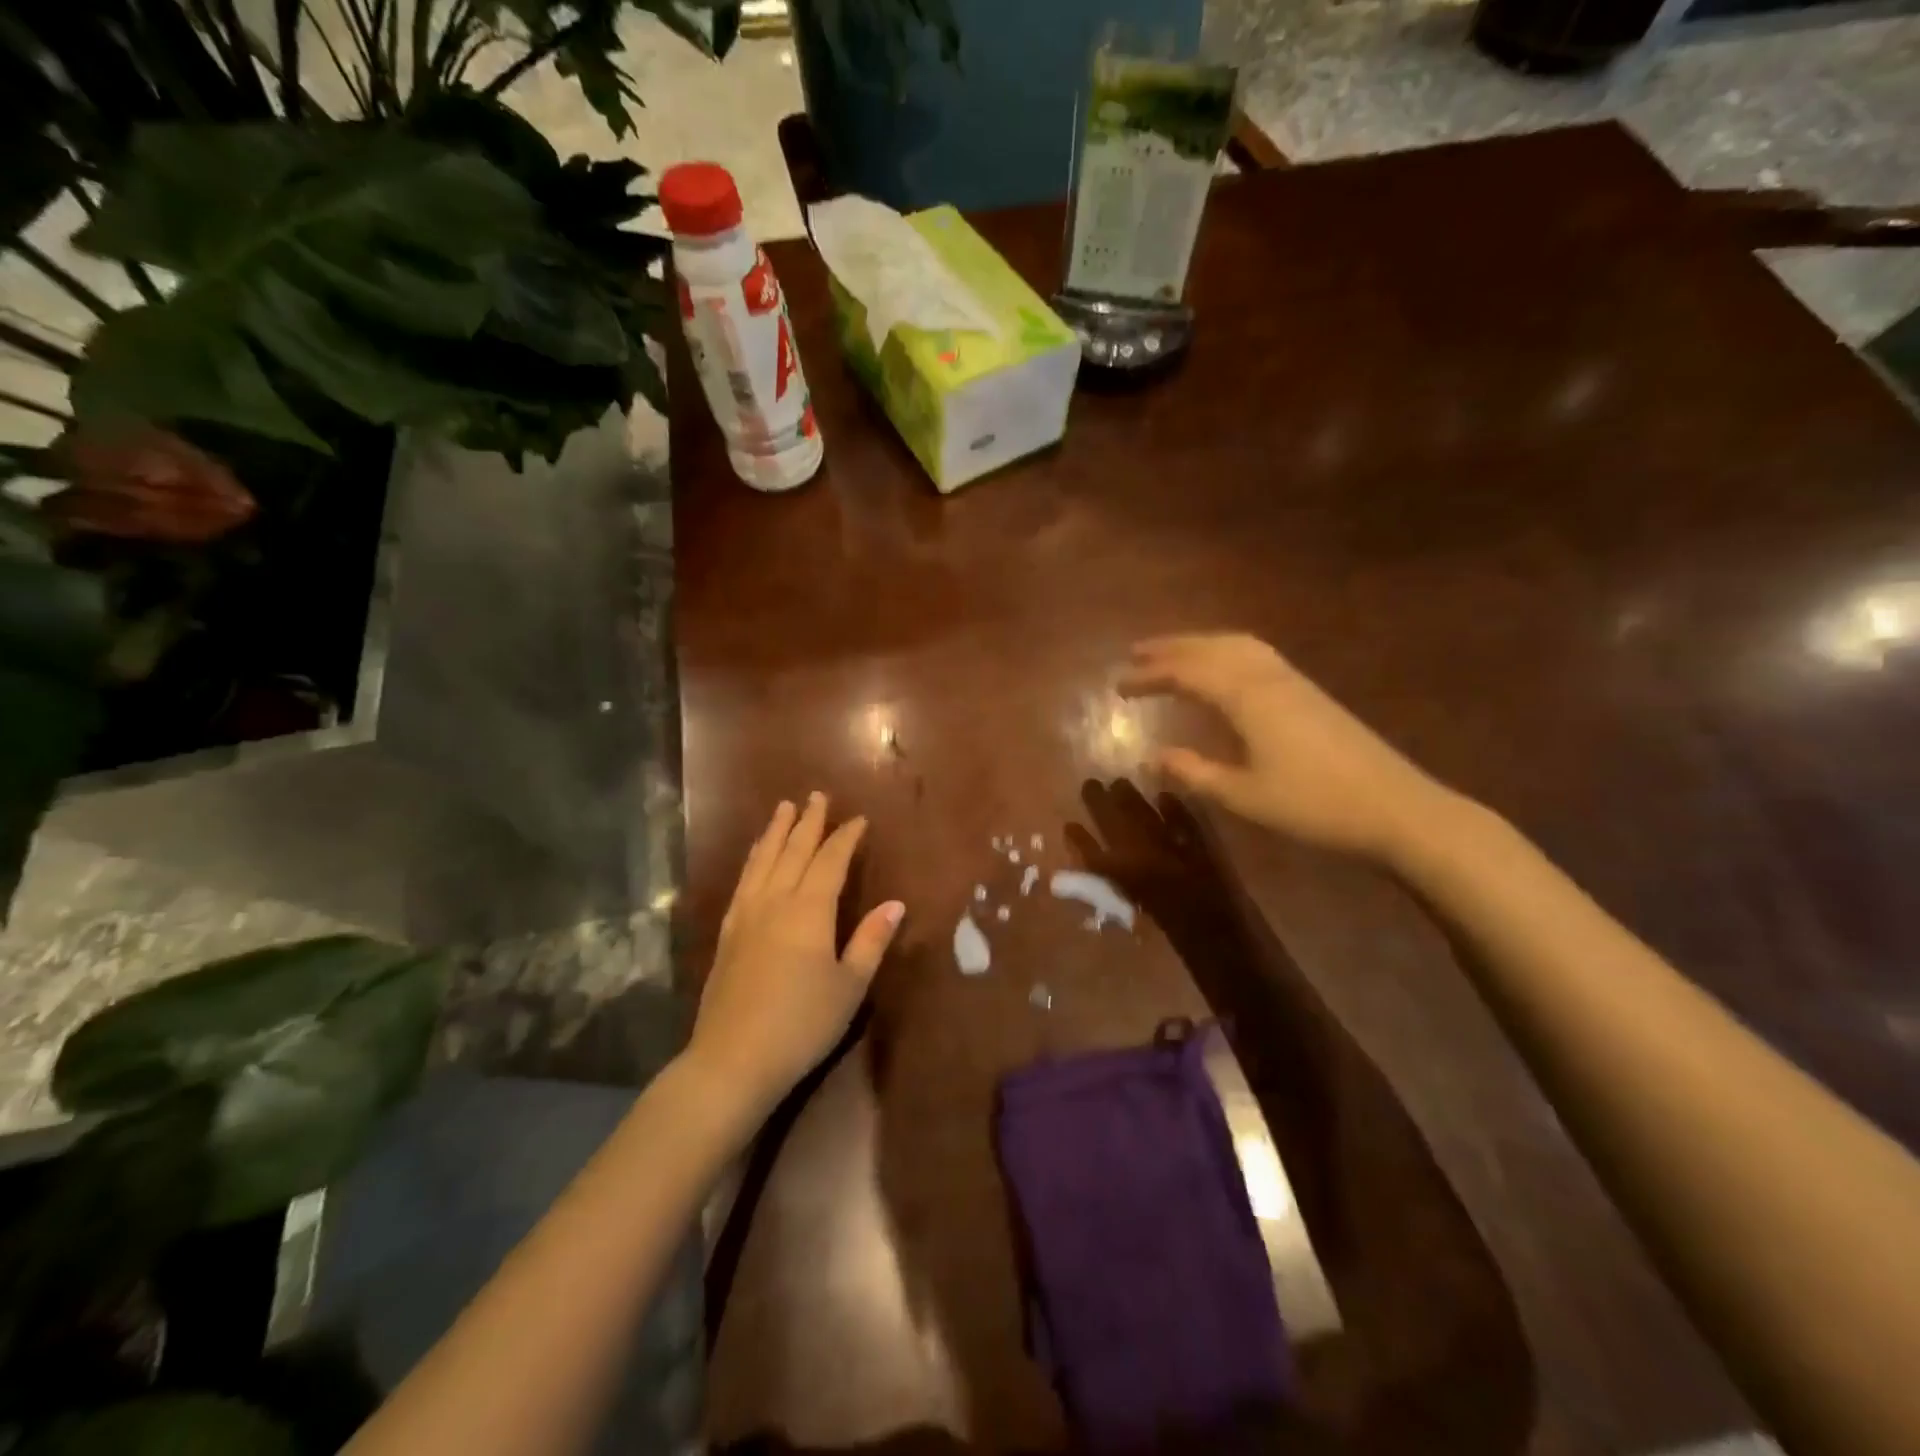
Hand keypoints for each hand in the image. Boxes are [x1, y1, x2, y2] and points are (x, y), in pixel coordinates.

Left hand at [688, 793, 904, 1120]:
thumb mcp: (849, 986)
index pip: (831, 861)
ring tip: (783, 808)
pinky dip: (753, 860)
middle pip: (794, 851)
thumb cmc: (802, 1024)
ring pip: (763, 860)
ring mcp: (746, 915)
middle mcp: (775, 901)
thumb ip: (870, 941)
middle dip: (809, 822)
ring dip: (776, 832)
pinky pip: (743, 882)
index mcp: (810, 910)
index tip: (859, 819)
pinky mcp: (727, 933)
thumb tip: (895, 904)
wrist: (732, 1060)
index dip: (846, 838)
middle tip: (817, 796)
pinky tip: (755, 857)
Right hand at [1119, 633, 1455, 861]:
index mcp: (1248, 697)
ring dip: (1201, 645)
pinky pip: (1257, 656)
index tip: (1116, 684)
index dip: (1149, 676)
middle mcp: (1268, 677)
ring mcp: (1294, 682)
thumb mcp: (1243, 796)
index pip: (1187, 673)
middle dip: (1171, 648)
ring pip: (1238, 646)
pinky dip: (1227, 653)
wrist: (1397, 810)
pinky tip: (1225, 671)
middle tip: (1135, 654)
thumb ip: (1194, 773)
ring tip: (1174, 655)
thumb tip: (1151, 756)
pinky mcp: (1310, 694)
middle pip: (1211, 648)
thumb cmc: (1314, 806)